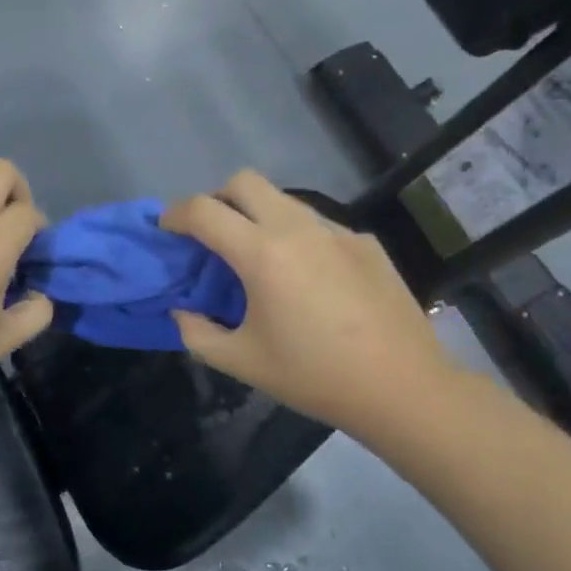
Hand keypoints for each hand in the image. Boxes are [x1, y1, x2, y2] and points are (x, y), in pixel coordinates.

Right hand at [160, 170, 464, 440]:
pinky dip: (297, 237)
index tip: (168, 230)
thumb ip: (197, 333)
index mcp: (262, 254)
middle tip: (212, 233)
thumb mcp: (241, 362)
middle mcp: (298, 228)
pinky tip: (309, 278)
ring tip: (260, 258)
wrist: (403, 388)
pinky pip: (318, 225)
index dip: (176, 214)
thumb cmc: (314, 376)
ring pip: (284, 200)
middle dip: (217, 198)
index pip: (204, 211)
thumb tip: (184, 310)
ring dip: (258, 215)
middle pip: (245, 181)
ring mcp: (337, 231)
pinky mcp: (365, 242)